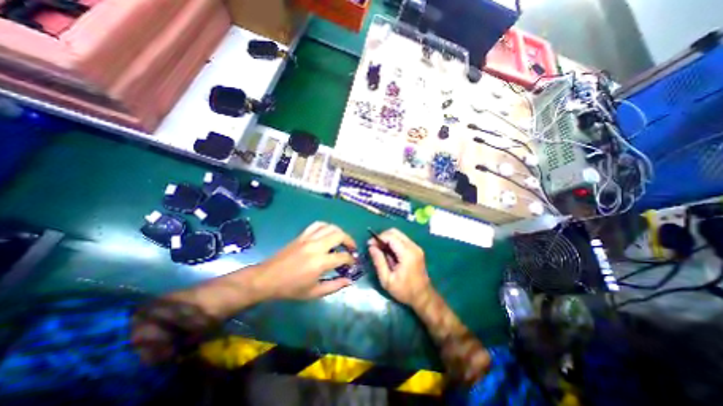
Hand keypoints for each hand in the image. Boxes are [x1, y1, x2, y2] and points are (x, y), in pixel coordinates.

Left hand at [252, 222, 356, 301]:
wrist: (267, 278)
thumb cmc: (291, 288)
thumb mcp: (314, 292)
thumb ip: (334, 286)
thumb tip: (350, 281)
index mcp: (320, 262)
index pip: (343, 256)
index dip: (351, 260)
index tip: (352, 264)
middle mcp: (316, 246)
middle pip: (340, 235)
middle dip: (350, 241)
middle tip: (351, 249)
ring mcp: (308, 238)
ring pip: (330, 227)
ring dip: (340, 232)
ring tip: (342, 240)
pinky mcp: (302, 235)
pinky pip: (317, 225)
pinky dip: (326, 226)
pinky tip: (328, 233)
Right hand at [370, 228, 430, 307]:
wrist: (423, 297)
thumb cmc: (404, 291)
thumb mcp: (387, 280)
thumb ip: (379, 261)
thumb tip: (371, 247)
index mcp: (407, 254)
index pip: (390, 236)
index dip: (378, 238)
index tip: (369, 245)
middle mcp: (413, 247)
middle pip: (395, 232)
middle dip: (382, 236)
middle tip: (374, 247)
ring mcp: (416, 247)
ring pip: (398, 234)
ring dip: (387, 239)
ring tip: (380, 250)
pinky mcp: (416, 249)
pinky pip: (402, 239)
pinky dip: (393, 242)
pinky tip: (389, 253)